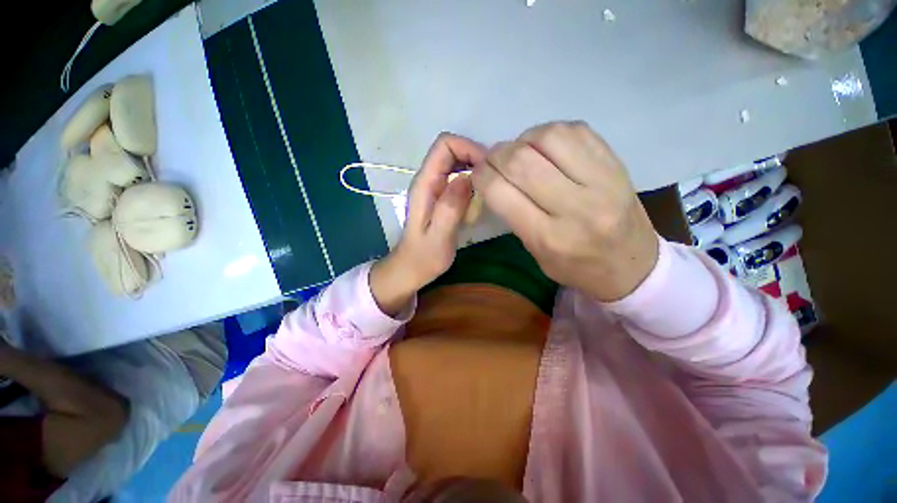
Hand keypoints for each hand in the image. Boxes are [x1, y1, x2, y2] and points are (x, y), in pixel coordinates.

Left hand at [371, 133, 486, 314]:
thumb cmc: (424, 257)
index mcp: (424, 185)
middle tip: (493, 178)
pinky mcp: (441, 196)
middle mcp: (428, 180)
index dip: (468, 148)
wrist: (411, 268)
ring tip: (489, 186)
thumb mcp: (438, 237)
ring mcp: (434, 187)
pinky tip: (480, 195)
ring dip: (475, 167)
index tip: (488, 169)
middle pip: (451, 149)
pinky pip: (458, 177)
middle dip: (475, 156)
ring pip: (456, 161)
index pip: (444, 145)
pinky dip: (472, 179)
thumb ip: (450, 208)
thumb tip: (467, 178)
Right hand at [472, 122, 658, 301]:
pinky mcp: (616, 164)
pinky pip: (576, 131)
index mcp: (549, 238)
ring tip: (522, 152)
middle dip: (497, 155)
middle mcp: (576, 208)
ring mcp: (602, 182)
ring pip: (549, 137)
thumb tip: (494, 176)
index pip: (501, 193)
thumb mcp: (535, 252)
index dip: (482, 175)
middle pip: (521, 162)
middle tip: (494, 160)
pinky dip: (550, 133)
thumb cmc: (576, 266)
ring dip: (524, 140)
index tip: (478, 173)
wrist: (633, 265)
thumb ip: (513, 214)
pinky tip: (546, 147)